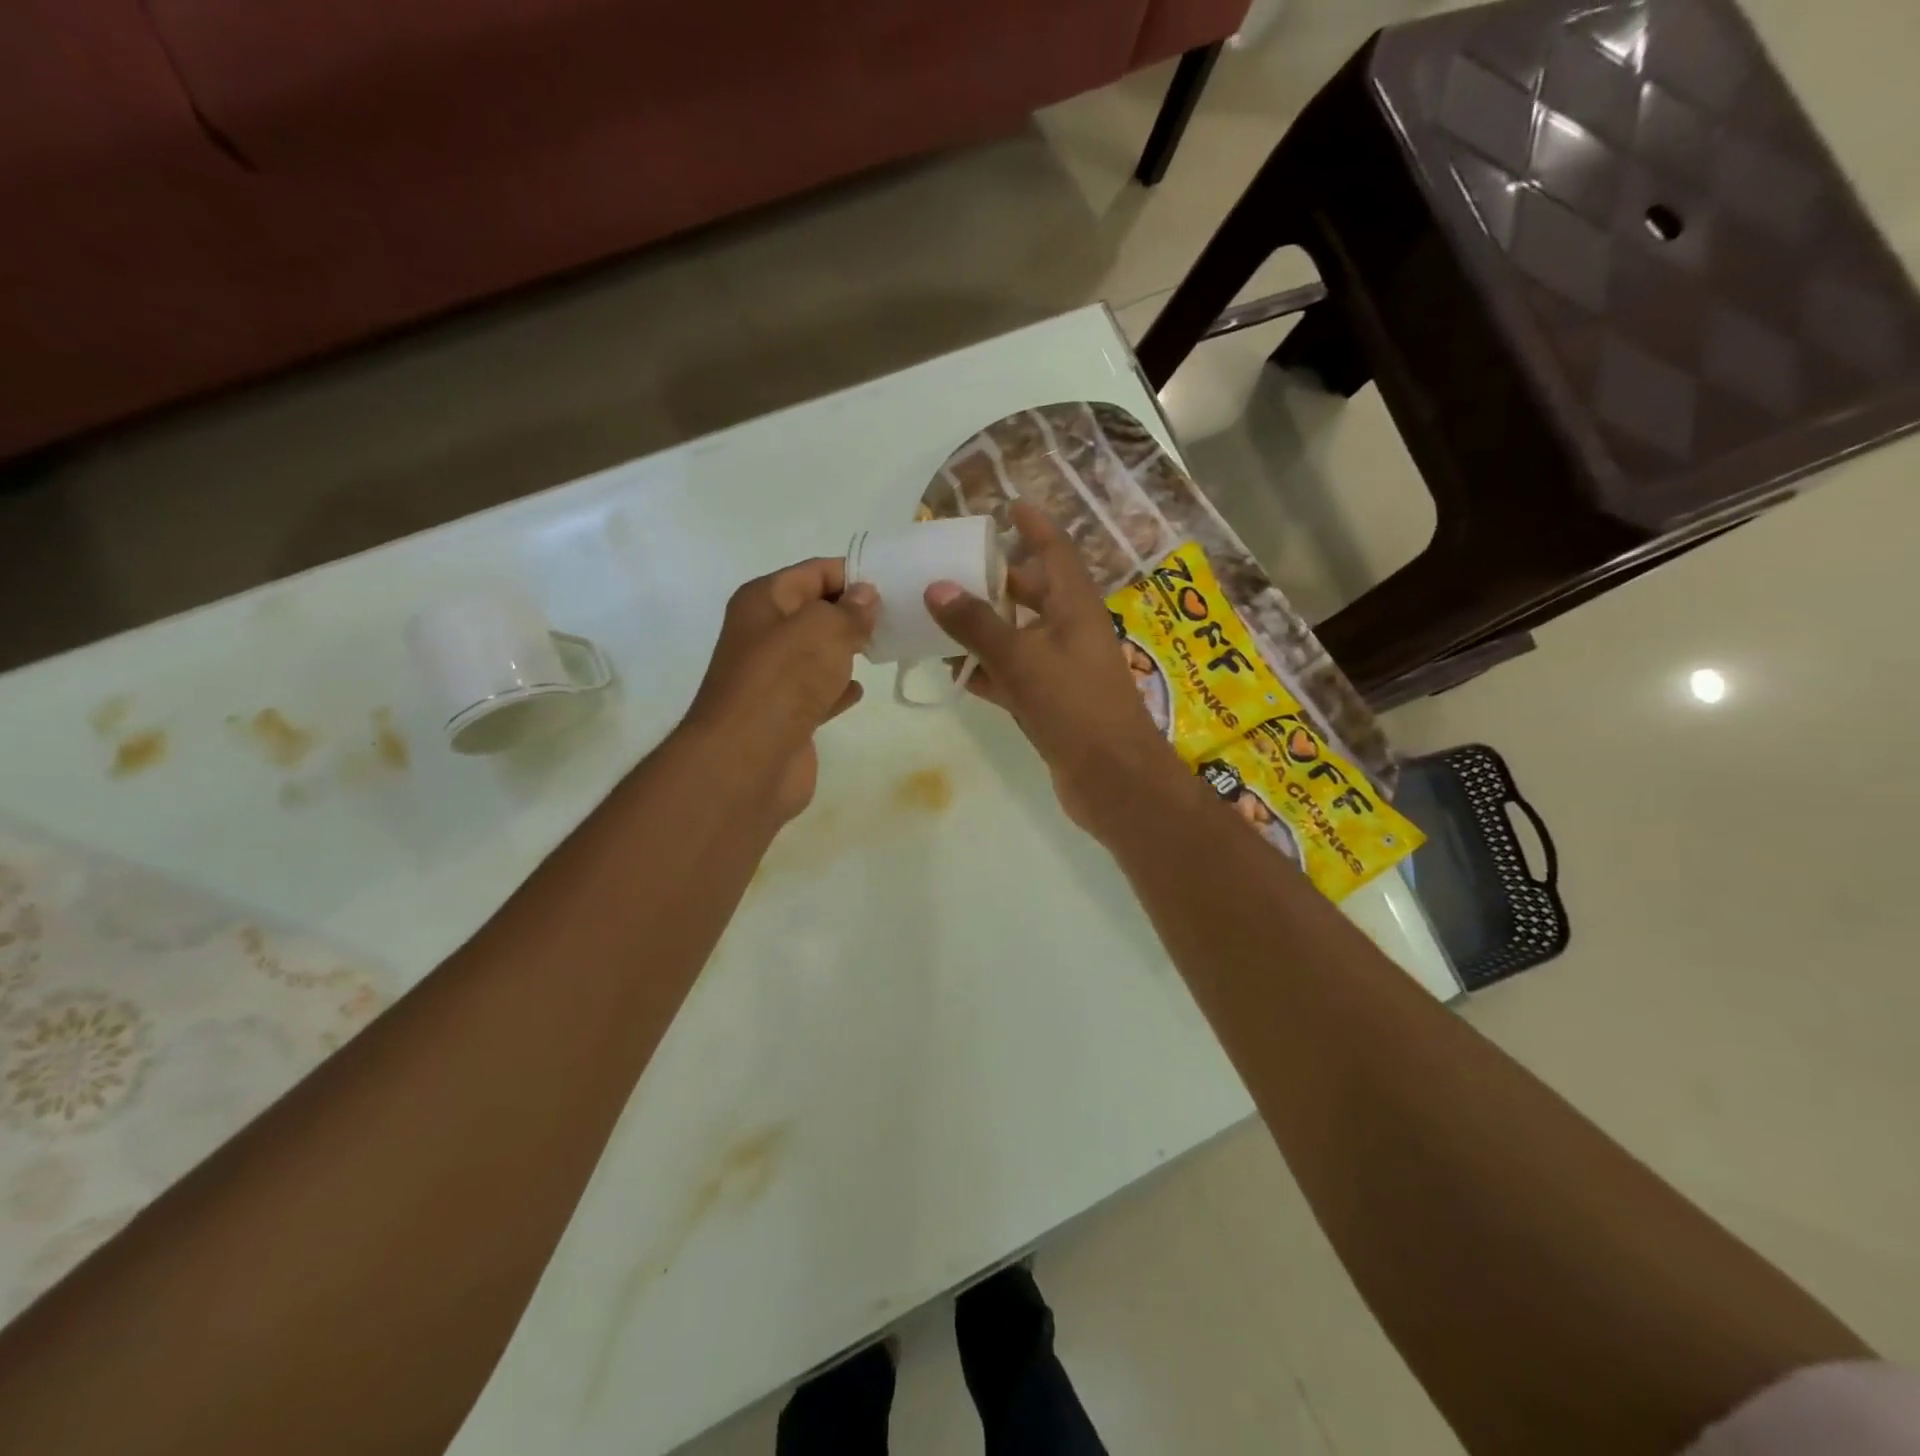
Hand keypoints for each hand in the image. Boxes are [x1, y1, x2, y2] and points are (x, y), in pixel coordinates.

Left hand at [683, 558, 876, 822]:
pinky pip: (817, 692)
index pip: (813, 572)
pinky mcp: (785, 715)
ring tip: (887, 646)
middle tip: (899, 615)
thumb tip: (866, 595)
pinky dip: (837, 688)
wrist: (748, 758)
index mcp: (764, 601)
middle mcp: (763, 635)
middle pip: (814, 612)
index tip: (892, 582)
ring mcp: (773, 678)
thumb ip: (850, 610)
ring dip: (846, 650)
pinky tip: (859, 689)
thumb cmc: (784, 680)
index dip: (852, 573)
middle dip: (852, 612)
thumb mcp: (824, 629)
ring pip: (817, 654)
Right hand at [925, 500, 1186, 836]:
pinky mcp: (1051, 702)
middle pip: (1033, 591)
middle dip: (998, 577)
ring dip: (986, 626)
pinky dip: (987, 670)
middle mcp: (1070, 631)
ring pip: (1019, 635)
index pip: (1055, 550)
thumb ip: (978, 625)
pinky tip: (954, 671)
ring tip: (942, 614)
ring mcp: (1062, 669)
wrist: (1112, 779)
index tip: (1009, 505)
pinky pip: (1013, 675)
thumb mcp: (1023, 659)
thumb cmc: (1076, 707)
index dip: (1034, 525)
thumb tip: (936, 588)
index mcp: (1075, 607)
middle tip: (955, 565)